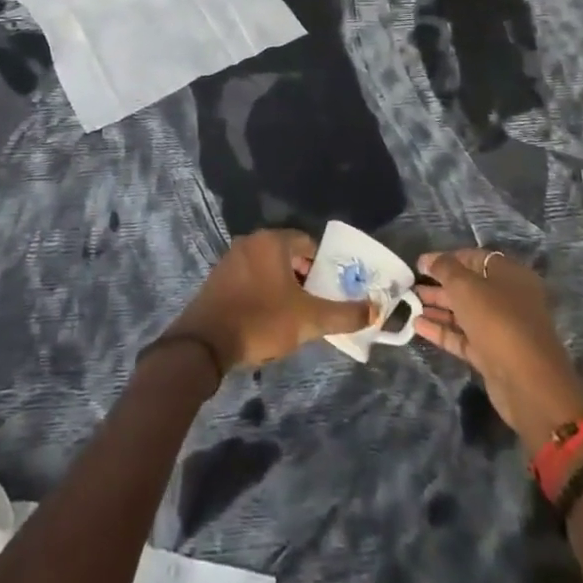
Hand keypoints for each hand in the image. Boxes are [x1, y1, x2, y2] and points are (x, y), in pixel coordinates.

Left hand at [166, 229, 374, 372]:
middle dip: (305, 276)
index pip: (307, 242)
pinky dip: (264, 289)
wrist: (206, 341)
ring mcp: (232, 257)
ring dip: (284, 284)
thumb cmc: (262, 320)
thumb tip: (376, 310)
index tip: (333, 288)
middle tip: (318, 303)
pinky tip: (269, 316)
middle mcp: (251, 241)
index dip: (324, 265)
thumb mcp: (309, 320)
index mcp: (272, 241)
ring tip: (296, 313)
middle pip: (287, 253)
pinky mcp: (219, 277)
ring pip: (268, 265)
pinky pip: (250, 276)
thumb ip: (344, 314)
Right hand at [415, 247, 582, 453]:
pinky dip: (442, 331)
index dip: (446, 258)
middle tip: (411, 284)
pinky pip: (464, 337)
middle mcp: (509, 300)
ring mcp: (502, 329)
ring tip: (409, 303)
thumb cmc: (498, 321)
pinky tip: (417, 326)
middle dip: (440, 284)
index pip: (475, 258)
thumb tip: (429, 260)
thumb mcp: (466, 286)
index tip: (420, 263)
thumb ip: (445, 268)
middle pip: (469, 286)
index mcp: (510, 276)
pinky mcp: (493, 355)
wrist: (528, 385)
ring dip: (438, 308)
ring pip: (465, 313)